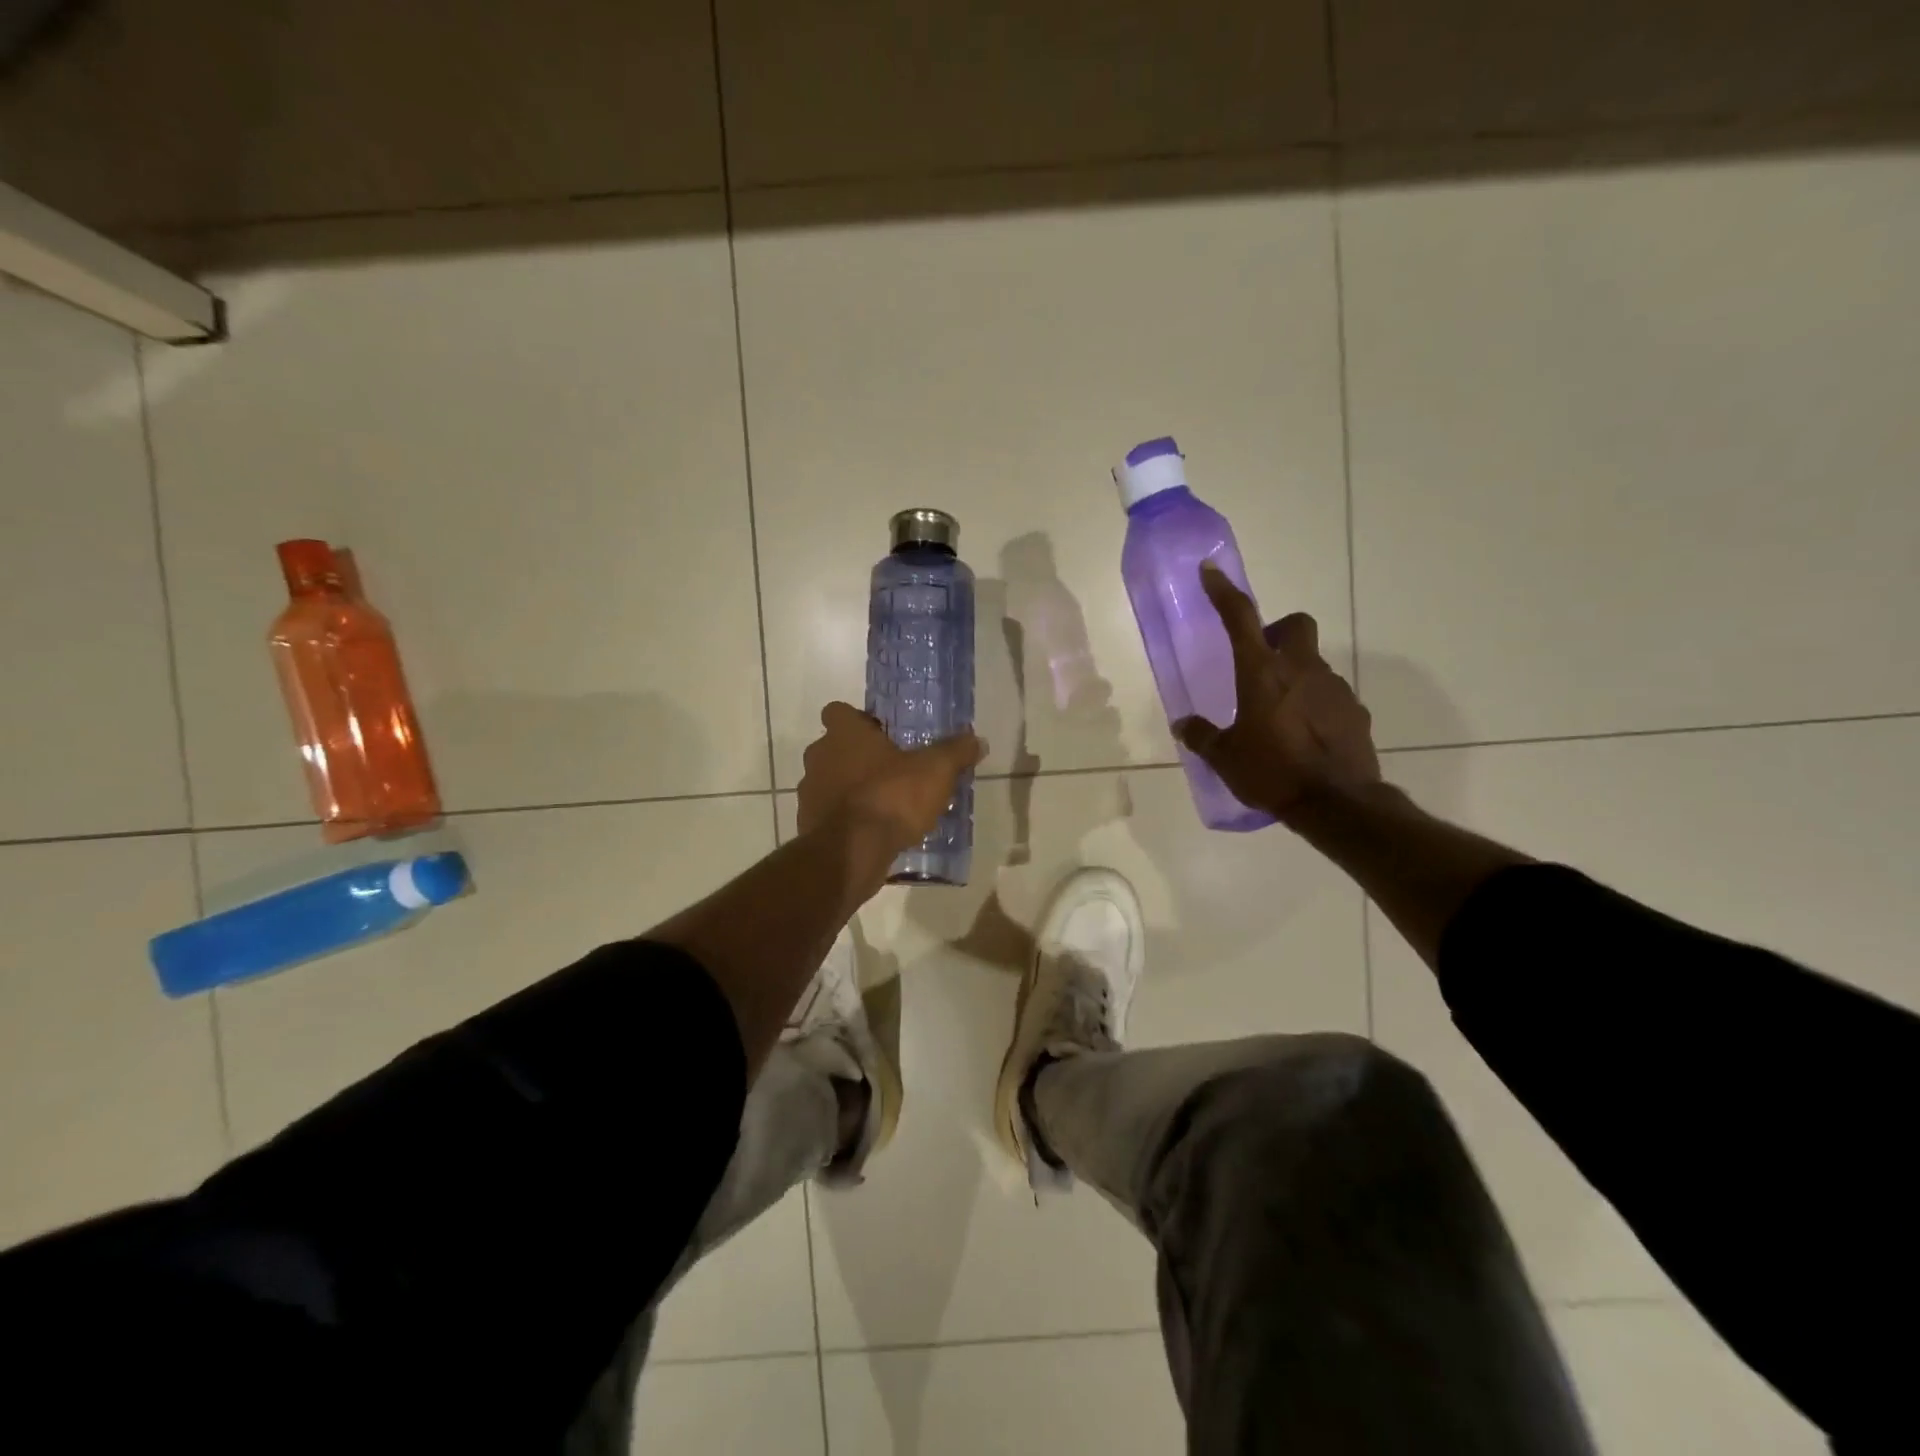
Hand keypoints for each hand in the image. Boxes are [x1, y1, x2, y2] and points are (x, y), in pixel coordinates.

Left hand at [798, 702, 984, 850]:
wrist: (851, 853)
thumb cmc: (891, 797)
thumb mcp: (935, 771)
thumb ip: (955, 752)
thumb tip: (977, 740)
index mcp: (844, 734)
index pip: (838, 711)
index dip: (858, 720)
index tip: (881, 734)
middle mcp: (819, 757)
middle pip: (834, 748)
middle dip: (857, 757)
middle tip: (890, 770)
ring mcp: (809, 793)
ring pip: (829, 782)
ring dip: (850, 789)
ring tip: (884, 804)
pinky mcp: (809, 825)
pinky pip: (830, 814)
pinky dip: (846, 819)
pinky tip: (872, 832)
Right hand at [1174, 562, 1379, 822]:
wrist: (1336, 803)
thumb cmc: (1271, 772)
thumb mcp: (1225, 758)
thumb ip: (1202, 736)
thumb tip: (1183, 726)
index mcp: (1261, 673)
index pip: (1241, 618)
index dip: (1224, 591)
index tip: (1212, 571)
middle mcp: (1301, 669)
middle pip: (1296, 625)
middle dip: (1279, 632)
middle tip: (1261, 661)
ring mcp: (1334, 688)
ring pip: (1313, 663)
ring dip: (1296, 676)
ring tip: (1280, 715)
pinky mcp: (1355, 711)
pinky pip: (1330, 696)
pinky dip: (1316, 705)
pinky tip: (1305, 735)